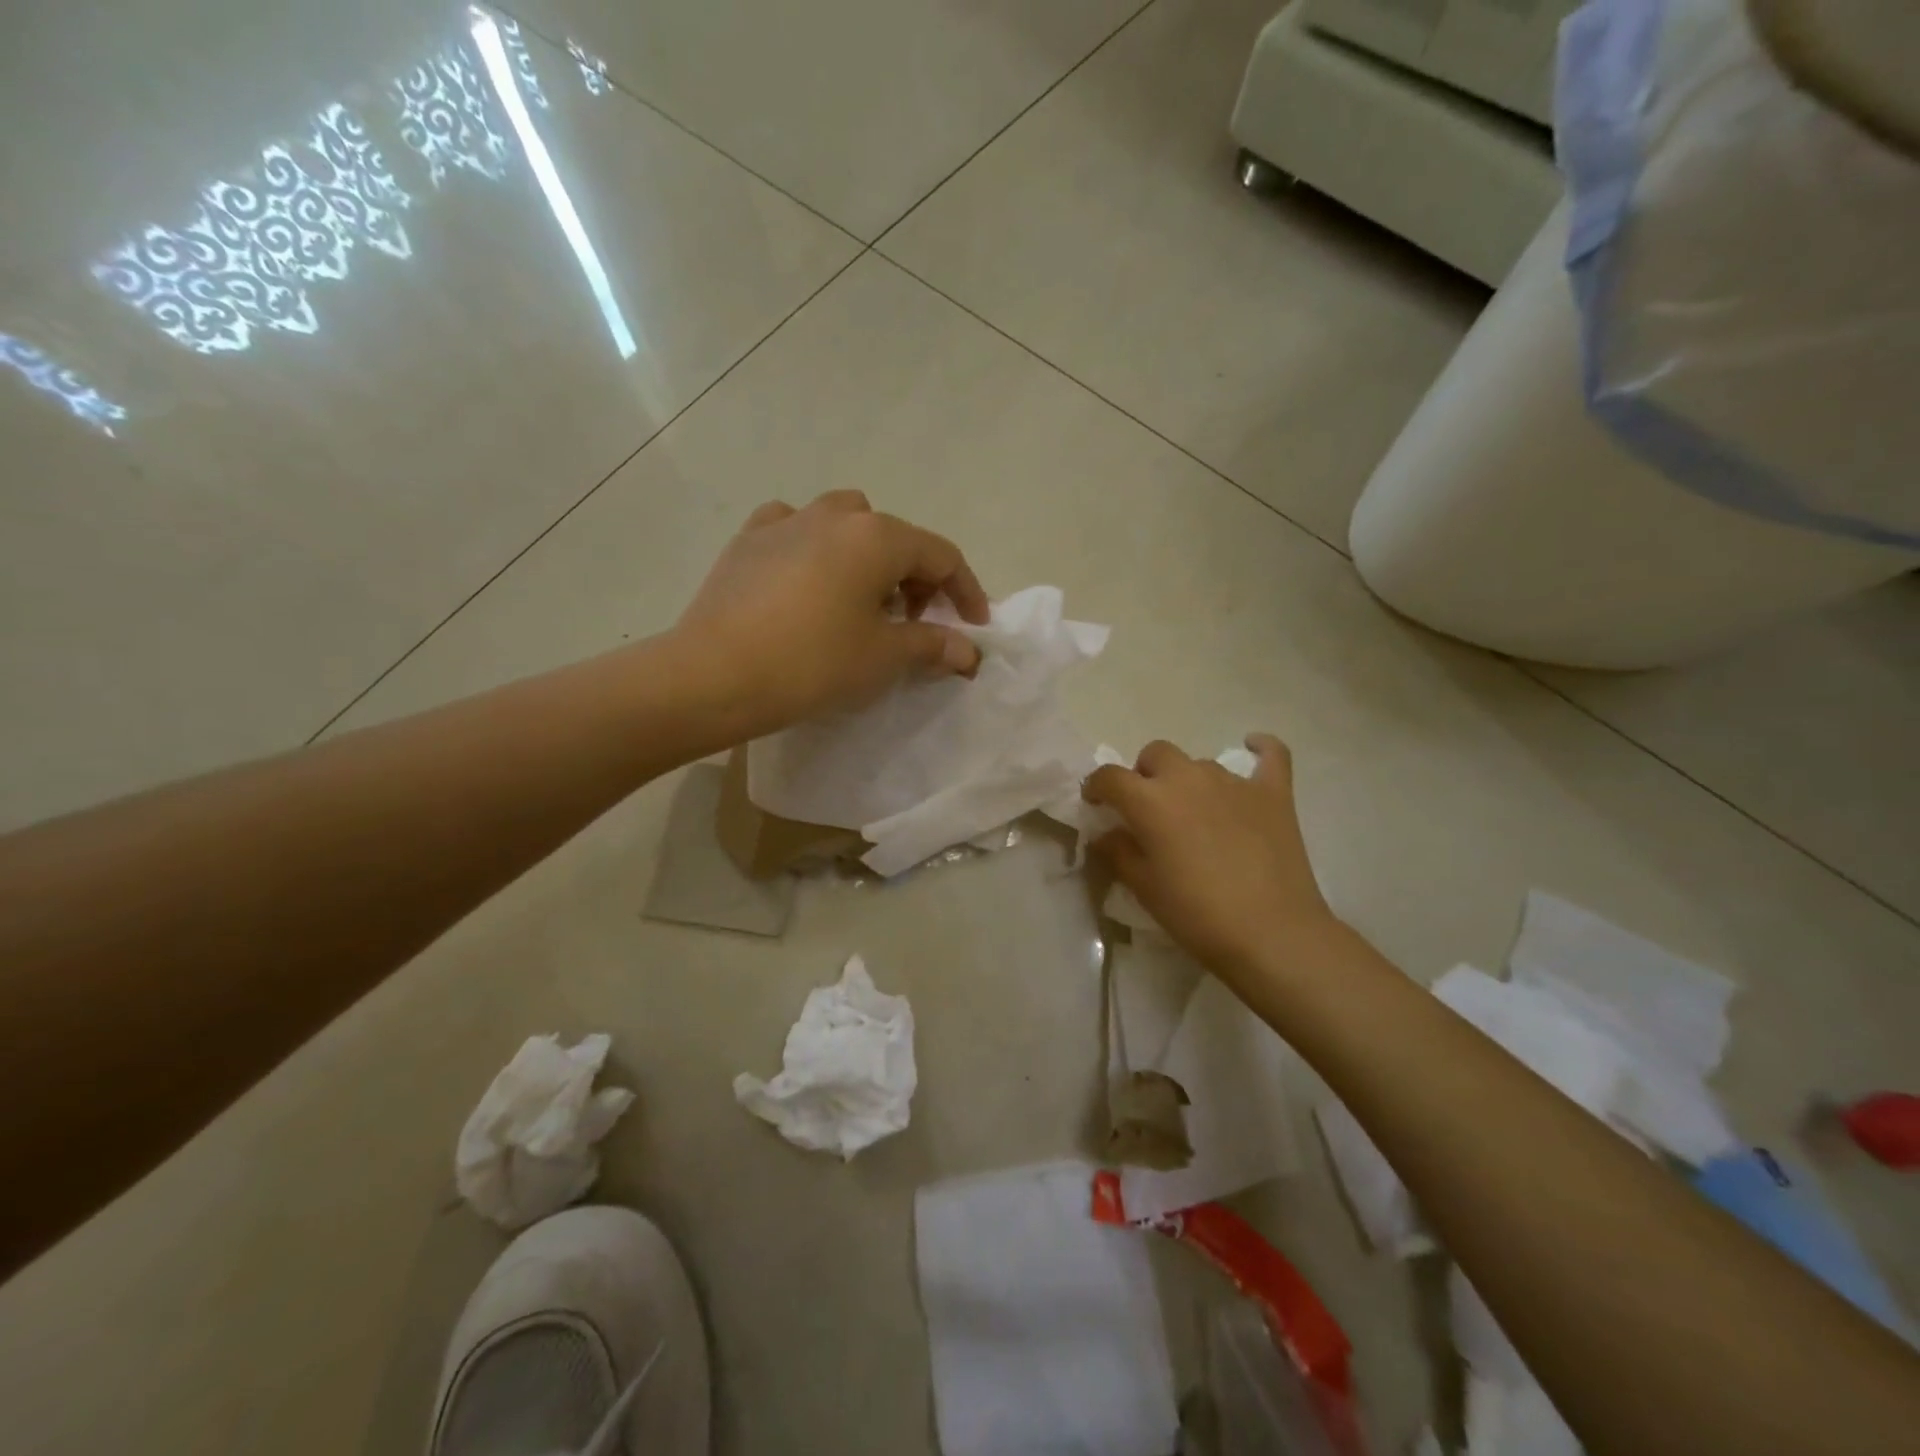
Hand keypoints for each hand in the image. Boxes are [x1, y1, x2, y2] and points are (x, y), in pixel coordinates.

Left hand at [674, 492, 990, 735]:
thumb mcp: (883, 658)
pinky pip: (796, 530)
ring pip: (846, 524)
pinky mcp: (749, 539)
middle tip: (916, 622)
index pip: (942, 556)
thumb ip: (932, 645)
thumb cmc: (813, 664)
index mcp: (877, 537)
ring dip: (868, 557)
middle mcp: (836, 515)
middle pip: (895, 538)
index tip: (973, 626)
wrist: (715, 675)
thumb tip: (968, 651)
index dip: (966, 591)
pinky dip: (815, 548)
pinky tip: (807, 578)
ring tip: (862, 599)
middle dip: (917, 578)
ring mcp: (787, 521)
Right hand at [1085, 735, 1338, 985]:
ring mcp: (1234, 782)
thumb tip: (1107, 834)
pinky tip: (1254, 749)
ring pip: (1200, 762)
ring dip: (1189, 779)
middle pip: (1156, 754)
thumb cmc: (1196, 914)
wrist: (1272, 934)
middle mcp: (1188, 778)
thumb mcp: (1144, 888)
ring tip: (1195, 812)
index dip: (1096, 786)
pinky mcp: (1273, 793)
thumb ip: (1119, 853)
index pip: (1110, 777)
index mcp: (1150, 801)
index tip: (1096, 802)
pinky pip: (1270, 755)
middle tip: (1148, 809)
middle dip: (1144, 774)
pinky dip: (1260, 750)